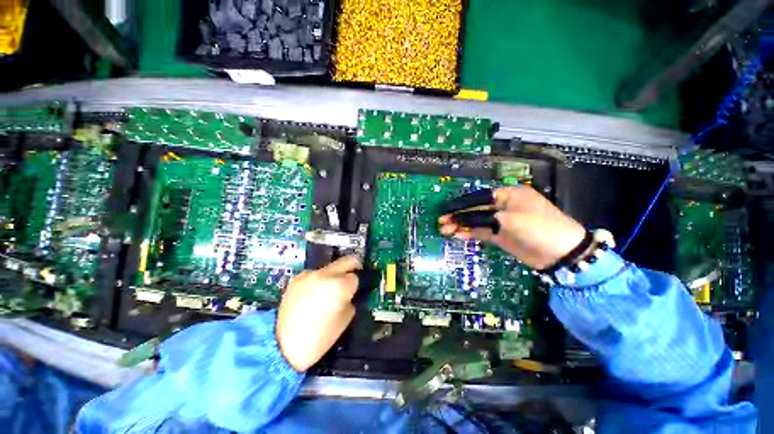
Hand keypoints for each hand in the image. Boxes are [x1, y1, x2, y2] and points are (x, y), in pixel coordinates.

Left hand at [276, 255, 361, 371]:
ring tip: (326, 292)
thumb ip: (350, 300)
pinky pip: (314, 274)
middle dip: (352, 267)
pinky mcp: (297, 278)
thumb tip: (349, 294)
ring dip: (333, 276)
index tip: (353, 293)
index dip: (355, 286)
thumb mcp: (345, 320)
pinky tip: (312, 295)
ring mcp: (309, 274)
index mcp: (340, 285)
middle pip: (347, 260)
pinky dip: (318, 281)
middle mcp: (325, 274)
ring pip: (330, 268)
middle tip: (351, 279)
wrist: (281, 346)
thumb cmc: (319, 338)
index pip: (355, 277)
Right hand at [439, 186, 585, 269]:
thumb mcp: (510, 220)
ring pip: (476, 221)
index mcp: (509, 195)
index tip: (446, 209)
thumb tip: (463, 220)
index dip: (461, 204)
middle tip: (442, 222)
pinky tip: (458, 235)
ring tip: (445, 230)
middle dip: (458, 216)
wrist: (561, 254)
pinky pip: (482, 232)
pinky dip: (470, 233)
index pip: (479, 197)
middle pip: (476, 209)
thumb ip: (484, 217)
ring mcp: (502, 222)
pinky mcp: (501, 235)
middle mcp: (504, 206)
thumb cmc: (538, 228)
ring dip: (461, 225)